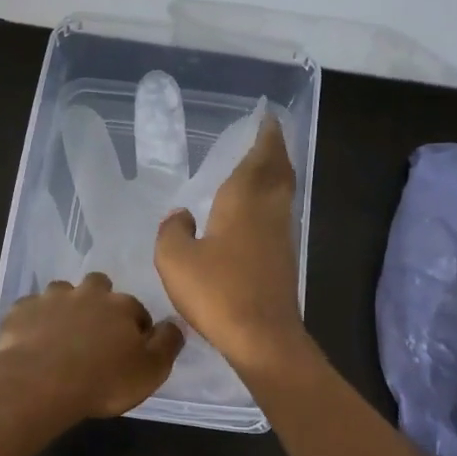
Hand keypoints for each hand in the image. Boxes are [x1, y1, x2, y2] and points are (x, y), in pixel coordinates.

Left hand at [0, 274, 184, 427]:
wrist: (39, 383)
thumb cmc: (102, 380)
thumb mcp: (150, 371)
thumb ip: (167, 344)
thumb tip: (174, 324)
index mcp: (121, 306)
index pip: (136, 309)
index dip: (135, 328)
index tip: (129, 349)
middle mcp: (87, 293)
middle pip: (99, 287)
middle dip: (99, 303)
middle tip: (95, 334)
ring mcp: (50, 298)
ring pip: (62, 292)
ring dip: (65, 307)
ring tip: (62, 335)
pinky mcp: (20, 311)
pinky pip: (30, 309)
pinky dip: (34, 320)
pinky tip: (33, 340)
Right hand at [154, 115, 306, 375]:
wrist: (262, 337)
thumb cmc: (217, 292)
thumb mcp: (175, 259)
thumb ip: (172, 230)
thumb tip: (181, 215)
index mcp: (243, 201)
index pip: (258, 157)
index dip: (265, 136)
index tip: (267, 118)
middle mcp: (268, 211)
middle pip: (279, 171)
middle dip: (275, 150)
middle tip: (269, 135)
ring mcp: (281, 236)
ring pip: (283, 193)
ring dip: (276, 174)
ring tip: (263, 165)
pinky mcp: (284, 259)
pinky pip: (280, 215)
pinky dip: (272, 200)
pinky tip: (257, 212)